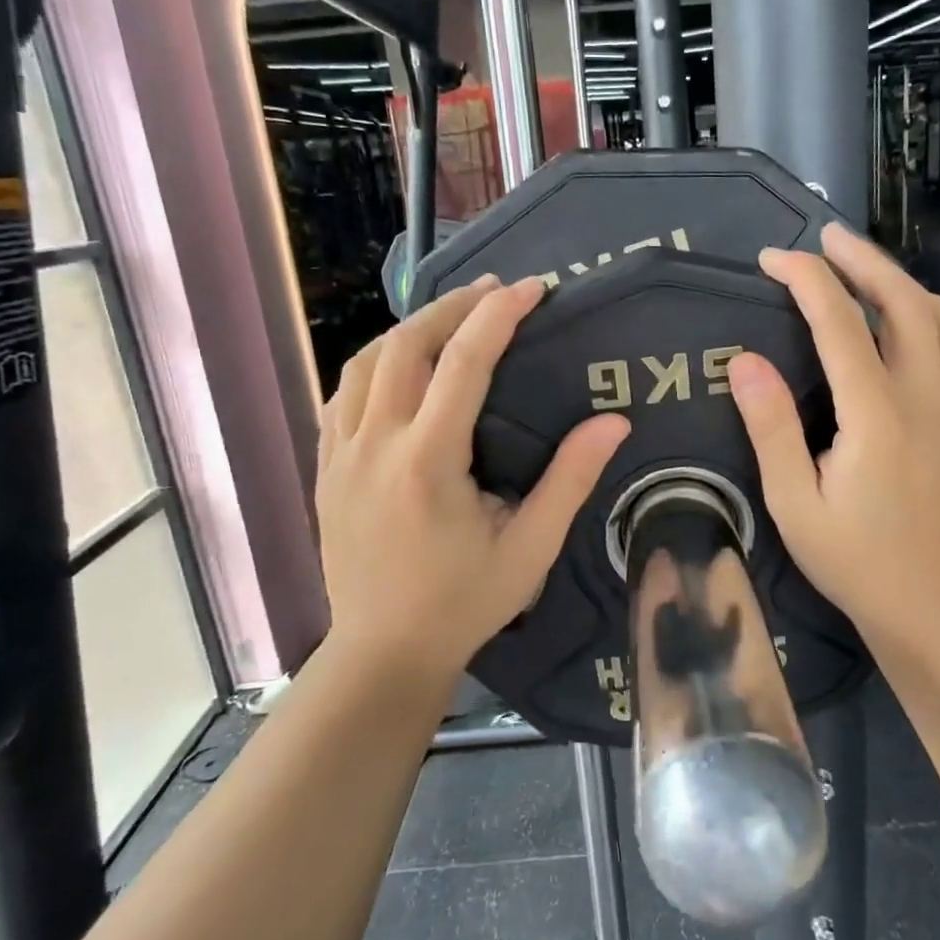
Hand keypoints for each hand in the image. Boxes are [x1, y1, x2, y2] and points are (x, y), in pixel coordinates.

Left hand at [316, 276, 629, 677]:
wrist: (383, 652)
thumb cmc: (463, 603)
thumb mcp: (530, 548)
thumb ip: (570, 481)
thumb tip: (614, 422)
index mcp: (428, 461)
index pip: (463, 362)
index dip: (499, 315)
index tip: (532, 287)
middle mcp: (376, 445)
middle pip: (405, 346)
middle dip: (451, 307)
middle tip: (493, 293)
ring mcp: (340, 455)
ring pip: (365, 362)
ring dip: (409, 330)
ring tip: (449, 320)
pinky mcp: (325, 469)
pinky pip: (342, 395)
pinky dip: (375, 365)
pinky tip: (399, 369)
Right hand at [726, 222, 939, 641]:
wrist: (939, 609)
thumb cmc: (856, 560)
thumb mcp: (793, 504)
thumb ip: (770, 428)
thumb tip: (745, 360)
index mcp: (875, 413)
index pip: (838, 321)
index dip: (805, 278)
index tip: (774, 258)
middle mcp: (930, 396)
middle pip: (904, 300)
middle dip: (863, 259)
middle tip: (829, 239)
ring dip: (911, 288)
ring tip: (877, 284)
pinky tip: (928, 337)